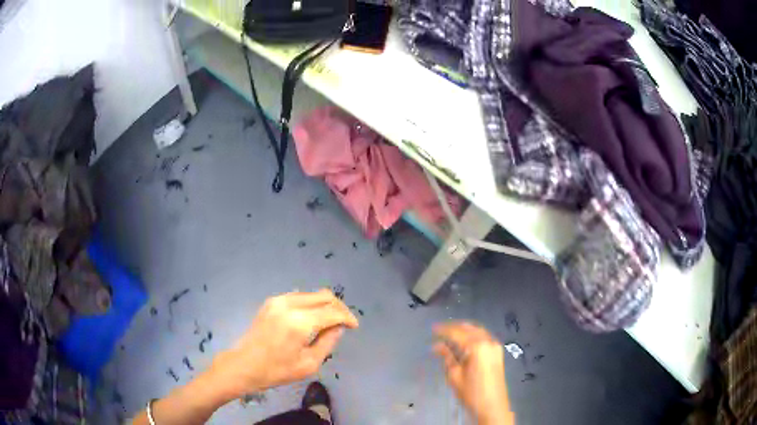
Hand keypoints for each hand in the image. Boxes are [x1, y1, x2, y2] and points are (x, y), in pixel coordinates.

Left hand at [208, 289, 358, 399]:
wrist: (244, 365)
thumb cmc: (276, 370)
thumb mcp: (309, 364)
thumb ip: (327, 343)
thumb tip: (338, 327)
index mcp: (299, 322)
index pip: (332, 312)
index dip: (347, 317)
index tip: (354, 327)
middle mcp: (289, 305)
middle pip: (323, 296)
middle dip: (338, 307)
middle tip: (345, 322)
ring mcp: (278, 300)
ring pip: (311, 294)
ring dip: (324, 304)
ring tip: (330, 320)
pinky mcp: (271, 302)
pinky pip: (298, 296)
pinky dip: (311, 304)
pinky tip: (312, 317)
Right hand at [433, 322, 512, 423]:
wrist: (492, 406)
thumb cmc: (471, 392)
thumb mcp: (454, 376)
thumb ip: (447, 357)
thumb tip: (437, 346)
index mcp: (477, 346)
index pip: (457, 333)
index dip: (444, 330)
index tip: (432, 329)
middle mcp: (488, 342)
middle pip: (469, 328)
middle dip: (454, 328)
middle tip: (439, 331)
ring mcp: (495, 346)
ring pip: (477, 331)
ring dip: (464, 331)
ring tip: (449, 335)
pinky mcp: (497, 353)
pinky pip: (483, 338)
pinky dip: (472, 336)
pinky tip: (464, 342)